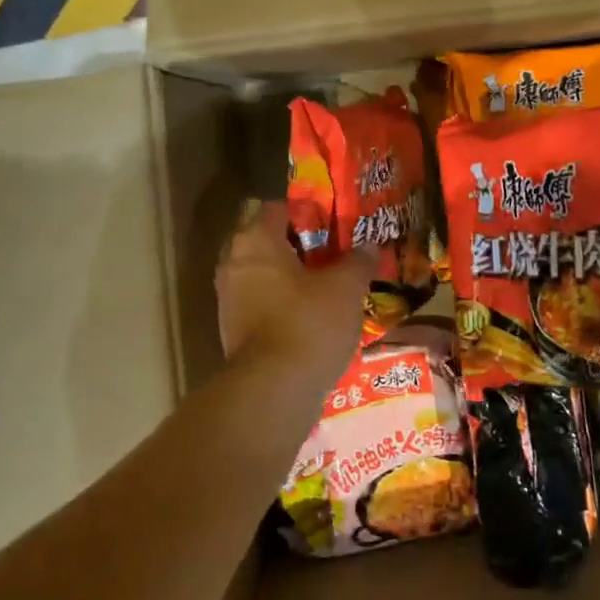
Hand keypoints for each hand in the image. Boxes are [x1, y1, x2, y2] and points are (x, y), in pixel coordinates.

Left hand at [216, 201, 374, 390]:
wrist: (272, 390)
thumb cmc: (308, 323)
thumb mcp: (346, 287)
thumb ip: (358, 261)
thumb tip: (370, 246)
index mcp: (255, 239)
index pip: (277, 208)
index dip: (307, 212)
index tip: (334, 224)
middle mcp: (234, 262)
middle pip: (269, 241)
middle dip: (300, 247)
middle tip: (334, 255)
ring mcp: (228, 298)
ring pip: (264, 274)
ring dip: (291, 278)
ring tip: (327, 287)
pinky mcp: (232, 330)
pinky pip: (260, 304)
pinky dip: (282, 305)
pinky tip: (311, 317)